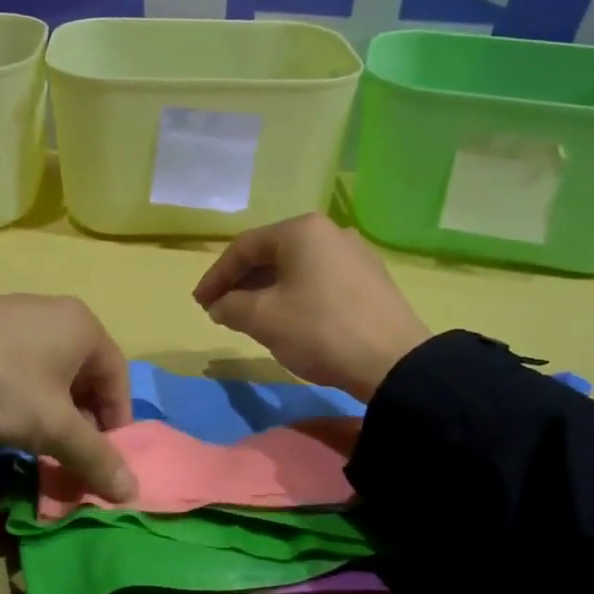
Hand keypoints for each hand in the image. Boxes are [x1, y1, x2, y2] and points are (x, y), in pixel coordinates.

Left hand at [0, 295, 136, 501]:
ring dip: (51, 411)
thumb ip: (95, 458)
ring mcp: (14, 313)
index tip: (105, 460)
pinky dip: (21, 395)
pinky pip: (17, 364)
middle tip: (69, 456)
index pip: (118, 379)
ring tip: (34, 442)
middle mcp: (54, 312)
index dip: (117, 424)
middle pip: (83, 375)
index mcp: (83, 326)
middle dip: (82, 421)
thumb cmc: (0, 384)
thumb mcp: (53, 428)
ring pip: (48, 372)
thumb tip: (132, 491)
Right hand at [192, 213, 429, 400]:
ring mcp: (355, 254)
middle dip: (242, 282)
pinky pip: (320, 280)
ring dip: (267, 290)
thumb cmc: (319, 330)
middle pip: (272, 254)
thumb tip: (220, 306)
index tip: (200, 303)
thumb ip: (231, 306)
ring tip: (249, 316)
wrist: (393, 362)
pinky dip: (295, 294)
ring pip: (297, 267)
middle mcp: (330, 232)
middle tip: (221, 309)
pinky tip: (288, 318)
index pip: (244, 247)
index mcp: (301, 230)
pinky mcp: (371, 279)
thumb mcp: (263, 319)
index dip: (216, 276)